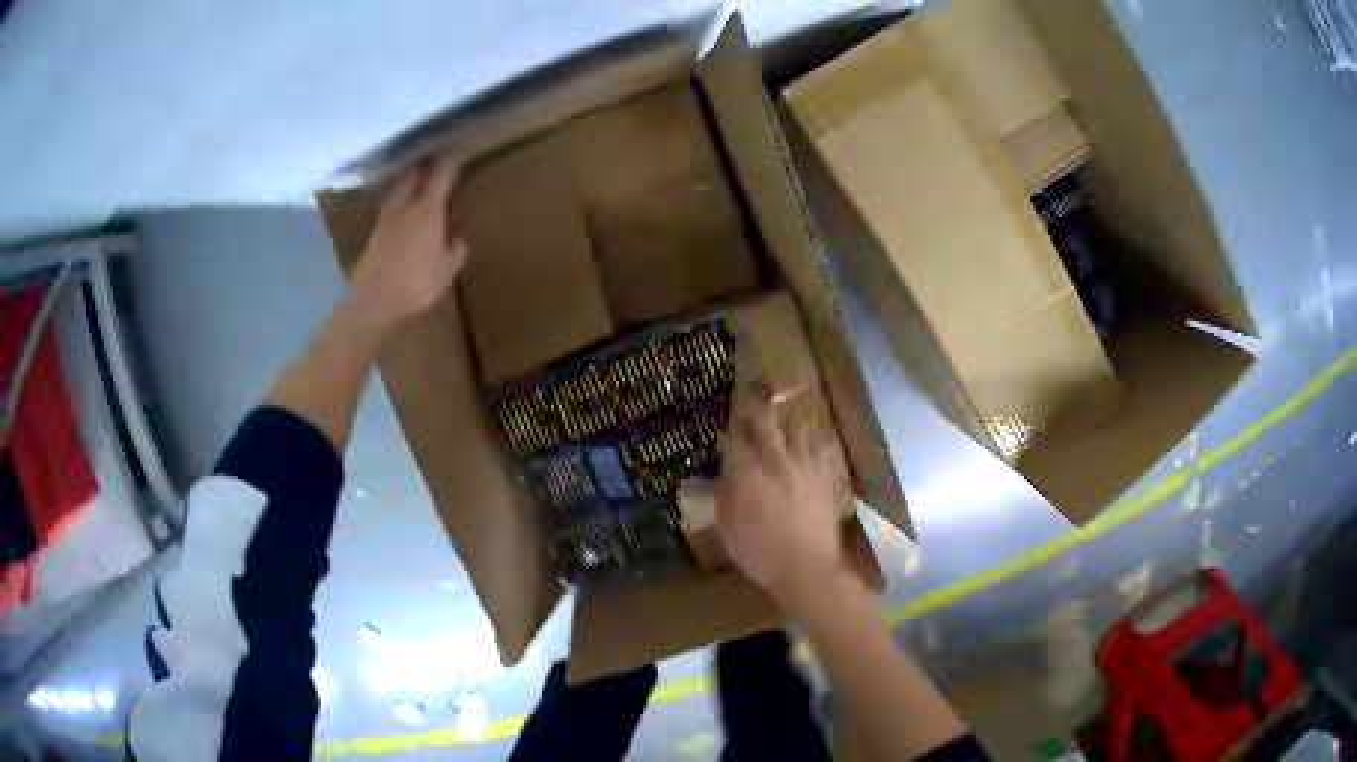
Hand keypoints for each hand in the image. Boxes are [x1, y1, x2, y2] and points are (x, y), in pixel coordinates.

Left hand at [348, 154, 467, 338]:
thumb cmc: (416, 282)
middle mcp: (405, 206)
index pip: (441, 175)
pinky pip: (389, 210)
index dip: (451, 161)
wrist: (372, 301)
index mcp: (428, 209)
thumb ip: (456, 248)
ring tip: (416, 183)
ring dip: (407, 183)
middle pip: (413, 176)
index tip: (459, 149)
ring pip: (398, 191)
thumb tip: (458, 236)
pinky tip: (402, 213)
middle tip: (435, 164)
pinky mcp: (374, 235)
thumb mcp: (447, 269)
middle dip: (424, 167)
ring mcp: (386, 220)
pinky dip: (397, 204)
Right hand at [716, 381, 846, 616]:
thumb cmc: (760, 552)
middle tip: (758, 384)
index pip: (738, 437)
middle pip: (767, 424)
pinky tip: (816, 436)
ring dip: (791, 418)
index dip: (734, 420)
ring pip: (799, 430)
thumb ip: (725, 494)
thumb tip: (726, 470)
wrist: (807, 567)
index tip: (732, 408)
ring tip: (789, 406)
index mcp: (748, 473)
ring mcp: (805, 468)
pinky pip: (823, 449)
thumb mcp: (728, 526)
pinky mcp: (827, 478)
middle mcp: (777, 462)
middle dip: (759, 403)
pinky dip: (817, 439)